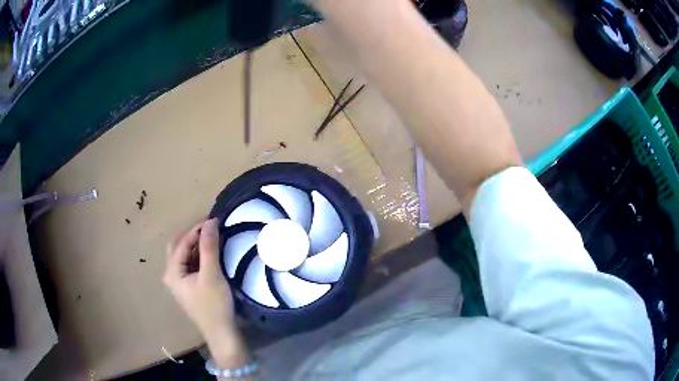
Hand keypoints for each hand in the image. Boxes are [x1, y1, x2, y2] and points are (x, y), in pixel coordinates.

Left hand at [164, 218, 248, 367]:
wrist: (222, 333)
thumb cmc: (214, 305)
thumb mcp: (212, 274)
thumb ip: (209, 247)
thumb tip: (210, 222)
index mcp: (172, 272)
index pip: (182, 243)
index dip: (197, 229)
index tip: (214, 220)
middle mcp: (171, 274)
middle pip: (178, 247)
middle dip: (193, 235)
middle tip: (211, 228)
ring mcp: (179, 282)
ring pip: (184, 256)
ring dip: (196, 245)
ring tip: (213, 238)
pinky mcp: (189, 287)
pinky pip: (190, 265)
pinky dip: (199, 256)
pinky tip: (211, 254)